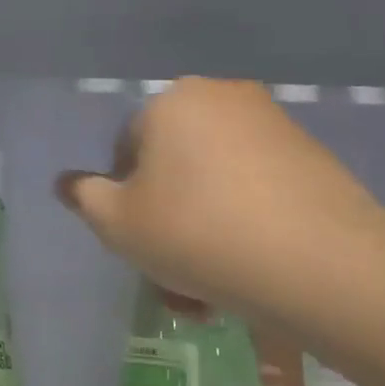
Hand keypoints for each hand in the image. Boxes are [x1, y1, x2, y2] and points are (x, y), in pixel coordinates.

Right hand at [56, 79, 383, 314]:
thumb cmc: (194, 232)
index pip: (126, 147)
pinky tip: (243, 271)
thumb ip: (84, 197)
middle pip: (173, 165)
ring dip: (200, 229)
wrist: (317, 263)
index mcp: (172, 101)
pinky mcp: (313, 158)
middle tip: (167, 267)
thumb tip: (67, 182)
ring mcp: (274, 126)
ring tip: (205, 287)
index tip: (135, 238)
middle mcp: (224, 98)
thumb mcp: (116, 222)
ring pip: (213, 183)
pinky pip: (254, 190)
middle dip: (164, 216)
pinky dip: (241, 225)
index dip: (122, 196)